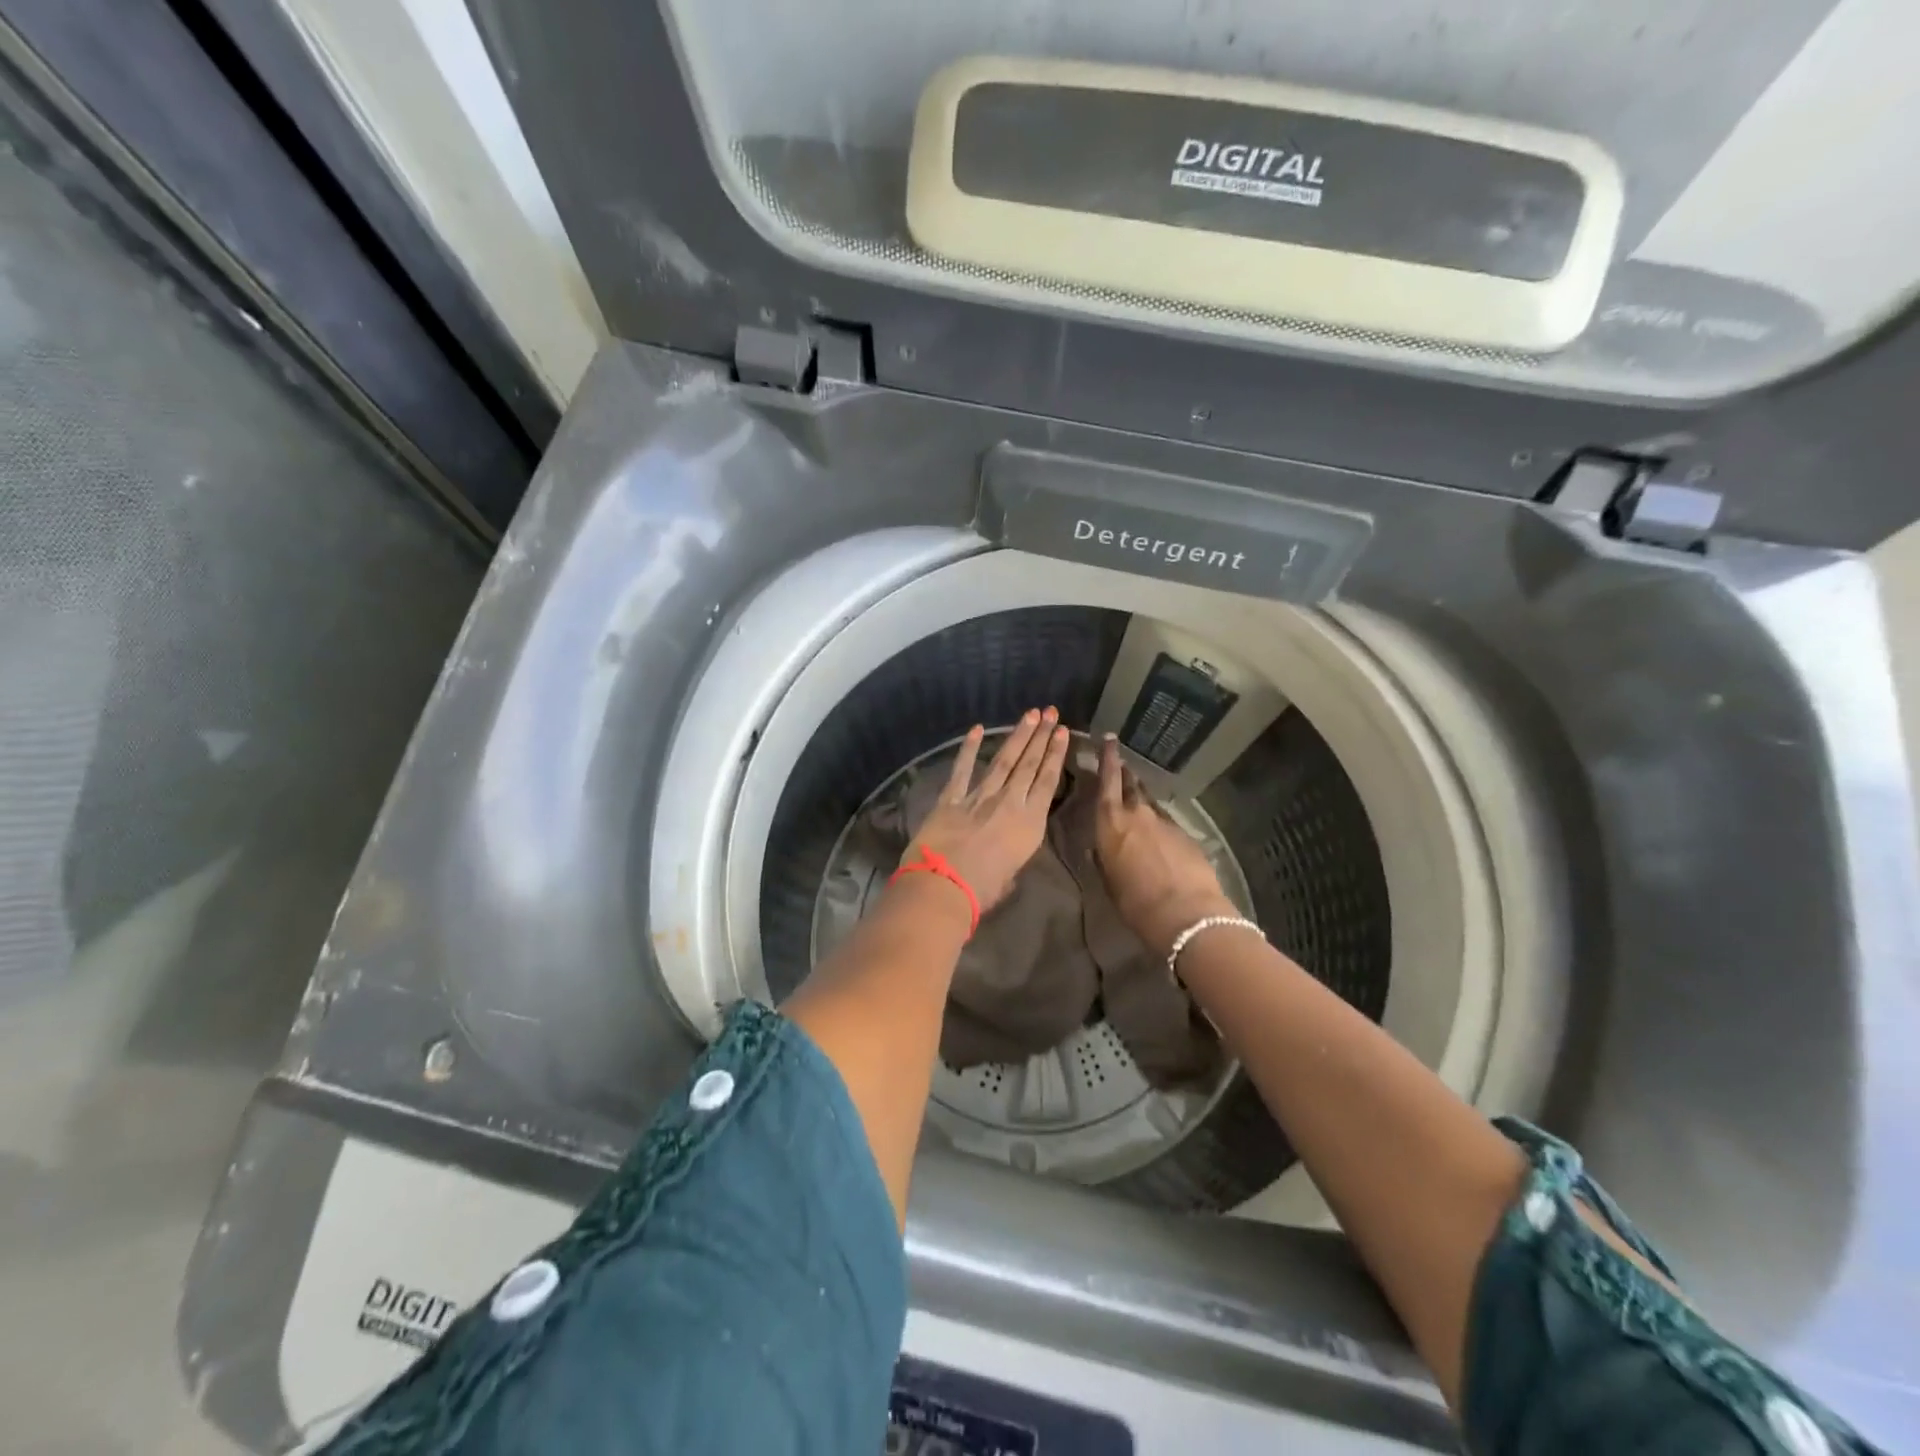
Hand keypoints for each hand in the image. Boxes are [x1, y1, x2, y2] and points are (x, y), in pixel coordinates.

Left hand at [905, 708, 1070, 913]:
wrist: (943, 886)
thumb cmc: (982, 891)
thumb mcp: (1010, 877)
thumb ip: (1012, 858)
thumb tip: (1006, 855)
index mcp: (1029, 824)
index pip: (1047, 782)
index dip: (1055, 755)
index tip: (1062, 732)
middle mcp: (1008, 803)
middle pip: (1028, 764)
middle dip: (1041, 736)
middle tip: (1050, 711)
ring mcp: (979, 797)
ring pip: (1003, 760)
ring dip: (1017, 736)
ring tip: (1029, 714)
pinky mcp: (951, 798)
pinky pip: (962, 769)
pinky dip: (969, 748)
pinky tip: (977, 728)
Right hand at [1094, 735, 1236, 955]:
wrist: (1186, 912)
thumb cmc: (1135, 901)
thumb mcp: (1109, 881)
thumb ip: (1104, 859)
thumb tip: (1100, 849)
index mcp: (1111, 822)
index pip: (1107, 780)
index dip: (1107, 758)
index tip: (1109, 739)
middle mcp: (1138, 814)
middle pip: (1131, 785)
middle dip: (1124, 773)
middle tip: (1121, 765)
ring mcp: (1165, 822)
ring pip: (1150, 803)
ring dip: (1143, 799)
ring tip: (1138, 799)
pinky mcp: (1186, 835)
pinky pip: (1168, 823)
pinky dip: (1161, 825)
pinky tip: (1161, 838)